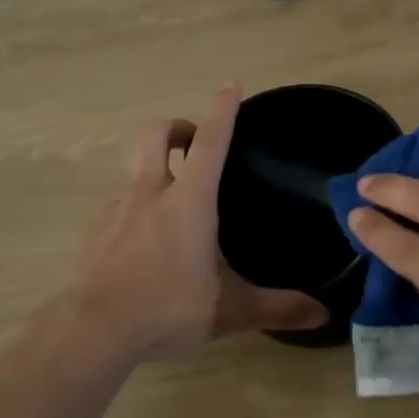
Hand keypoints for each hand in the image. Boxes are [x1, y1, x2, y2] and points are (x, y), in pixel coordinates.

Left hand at [69, 87, 327, 360]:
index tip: (230, 87)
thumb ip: (277, 308)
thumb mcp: (230, 311)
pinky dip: (137, 208)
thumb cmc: (168, 308)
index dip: (222, 111)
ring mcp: (117, 210)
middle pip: (156, 136)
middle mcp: (151, 194)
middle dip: (177, 127)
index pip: (210, 142)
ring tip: (175, 206)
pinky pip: (120, 204)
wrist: (95, 330)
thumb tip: (323, 314)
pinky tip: (146, 241)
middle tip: (194, 142)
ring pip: (136, 171)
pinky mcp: (96, 231)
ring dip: (156, 171)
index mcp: (189, 202)